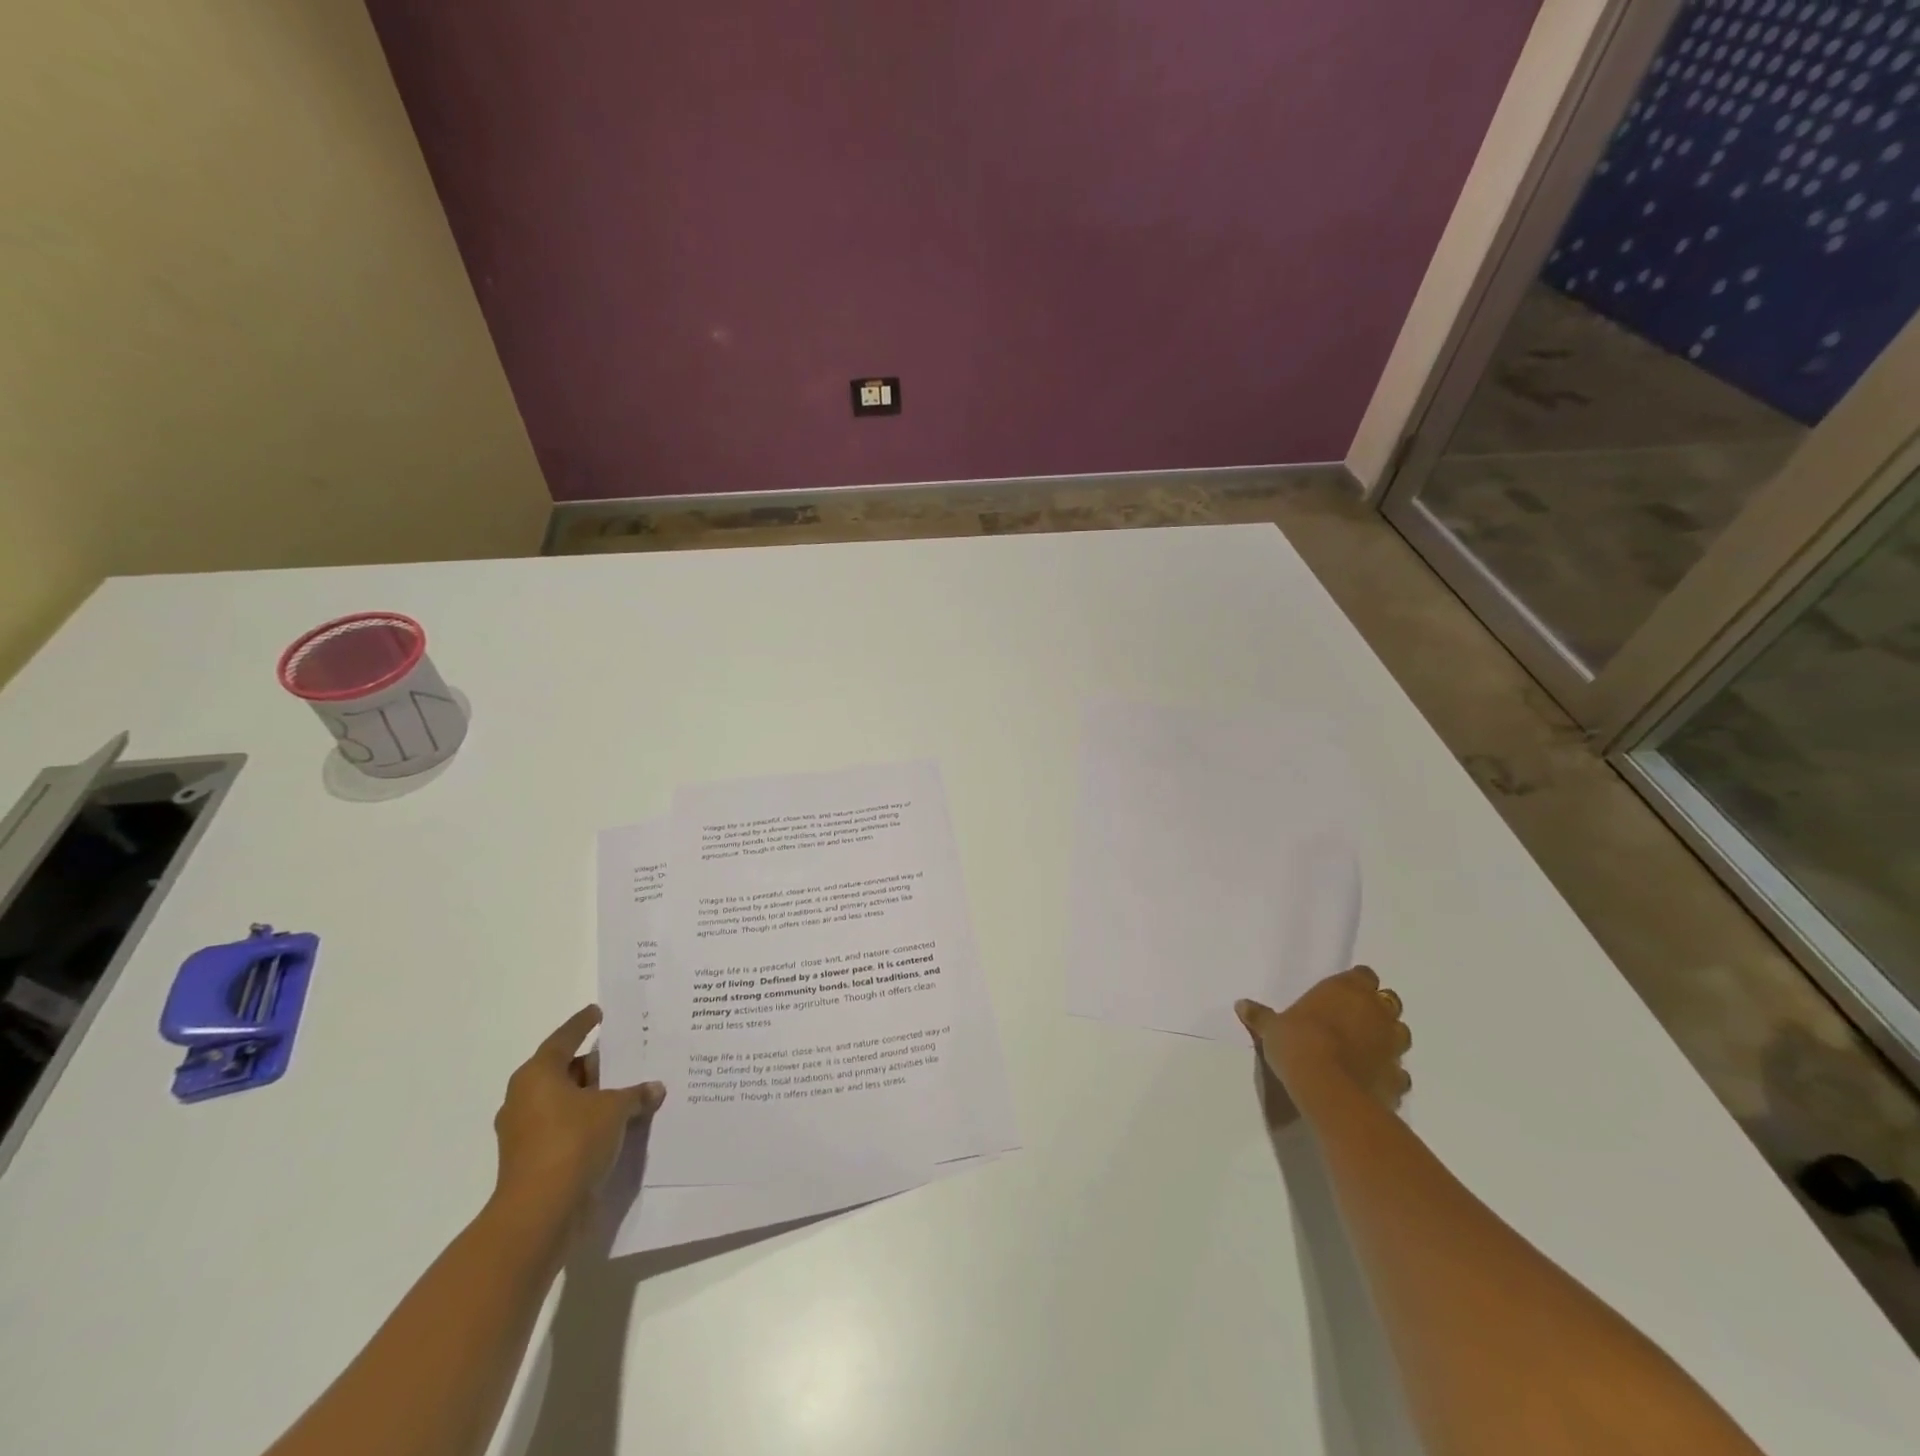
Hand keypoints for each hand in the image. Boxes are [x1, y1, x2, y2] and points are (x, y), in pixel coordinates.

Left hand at [491, 1006, 664, 1231]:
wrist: (540, 1213)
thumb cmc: (573, 1143)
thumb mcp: (614, 1110)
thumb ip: (636, 1094)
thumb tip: (654, 1088)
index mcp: (537, 1075)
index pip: (564, 1038)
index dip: (583, 1023)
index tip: (599, 1012)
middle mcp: (524, 1098)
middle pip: (563, 1070)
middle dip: (594, 1065)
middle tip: (624, 1056)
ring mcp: (523, 1132)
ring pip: (563, 1101)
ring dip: (591, 1097)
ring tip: (625, 1091)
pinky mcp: (530, 1159)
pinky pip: (563, 1127)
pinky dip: (585, 1122)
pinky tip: (613, 1124)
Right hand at [1236, 966, 1410, 1110]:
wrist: (1328, 1090)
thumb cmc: (1298, 1044)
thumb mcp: (1272, 1028)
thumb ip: (1261, 1016)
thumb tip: (1240, 1004)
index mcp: (1348, 990)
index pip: (1364, 975)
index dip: (1356, 983)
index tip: (1342, 993)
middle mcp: (1376, 1012)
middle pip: (1388, 1001)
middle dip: (1376, 1009)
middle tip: (1354, 1019)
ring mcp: (1392, 1046)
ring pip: (1401, 1034)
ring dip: (1388, 1038)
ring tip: (1366, 1048)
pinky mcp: (1398, 1078)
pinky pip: (1399, 1071)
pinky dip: (1390, 1072)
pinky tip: (1372, 1078)